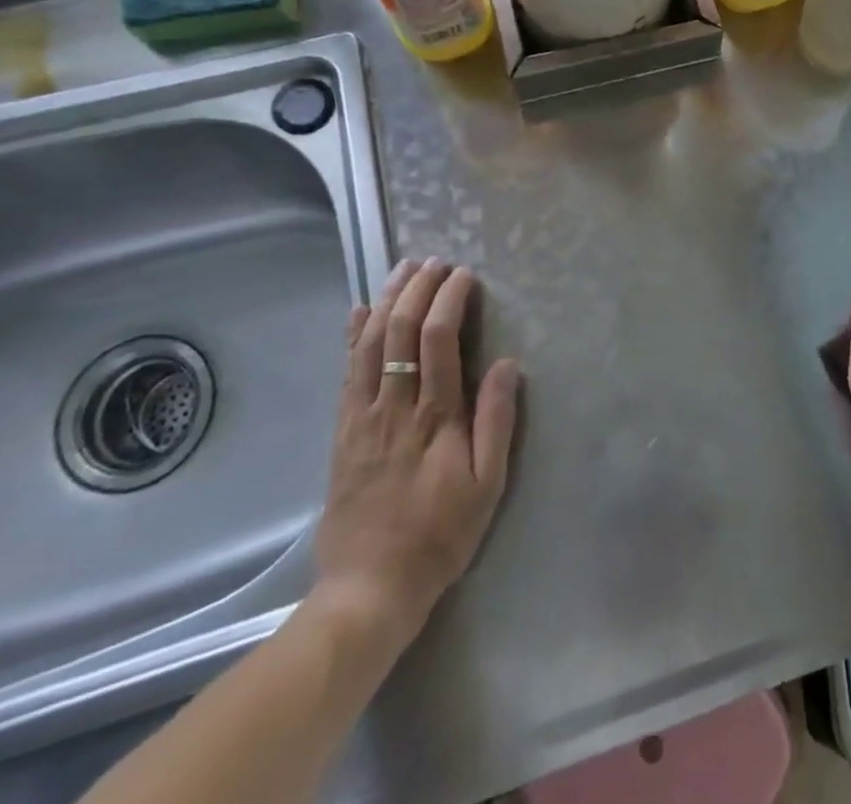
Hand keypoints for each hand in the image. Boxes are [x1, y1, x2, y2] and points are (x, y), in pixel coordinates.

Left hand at [311, 259, 519, 655]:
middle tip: (435, 261)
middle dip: (418, 287)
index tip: (465, 276)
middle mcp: (395, 406)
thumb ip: (496, 421)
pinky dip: (352, 336)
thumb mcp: (487, 486)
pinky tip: (359, 311)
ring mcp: (363, 416)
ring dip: (387, 299)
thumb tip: (507, 364)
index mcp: (435, 417)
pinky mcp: (343, 430)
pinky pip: (346, 371)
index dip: (451, 299)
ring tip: (402, 268)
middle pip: (401, 330)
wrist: (369, 588)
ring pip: (370, 343)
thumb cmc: (440, 536)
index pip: (440, 340)